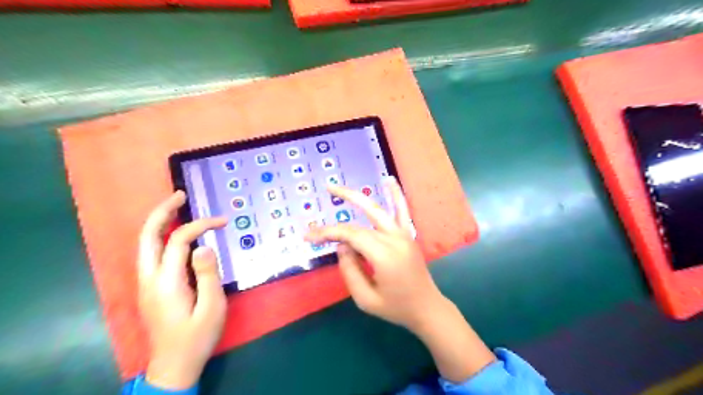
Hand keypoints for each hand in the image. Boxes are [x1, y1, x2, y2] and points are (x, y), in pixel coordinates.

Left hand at [136, 191, 226, 391]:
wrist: (174, 365)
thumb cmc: (197, 337)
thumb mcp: (212, 307)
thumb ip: (208, 275)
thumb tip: (204, 246)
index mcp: (166, 282)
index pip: (179, 241)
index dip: (200, 225)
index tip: (223, 222)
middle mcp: (149, 278)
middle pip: (147, 236)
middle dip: (162, 212)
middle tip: (180, 195)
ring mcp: (146, 283)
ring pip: (145, 244)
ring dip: (160, 222)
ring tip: (178, 207)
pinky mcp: (150, 288)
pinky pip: (152, 254)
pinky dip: (162, 237)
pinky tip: (177, 234)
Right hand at [304, 177, 440, 333]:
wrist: (426, 308)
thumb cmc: (396, 308)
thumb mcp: (365, 299)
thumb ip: (350, 270)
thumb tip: (342, 246)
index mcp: (384, 256)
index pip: (351, 235)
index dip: (329, 233)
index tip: (310, 236)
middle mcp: (394, 239)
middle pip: (363, 219)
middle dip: (344, 202)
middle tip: (327, 190)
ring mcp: (404, 235)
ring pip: (380, 209)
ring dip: (360, 196)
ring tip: (345, 185)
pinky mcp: (408, 235)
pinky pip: (402, 210)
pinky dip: (395, 195)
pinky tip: (389, 180)